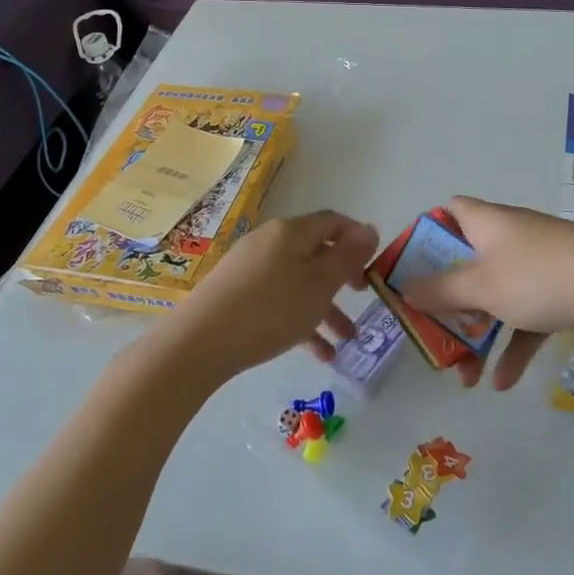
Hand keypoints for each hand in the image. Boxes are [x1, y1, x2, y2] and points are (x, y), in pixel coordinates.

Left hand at [144, 210, 378, 386]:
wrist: (198, 343)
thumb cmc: (269, 310)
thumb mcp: (319, 285)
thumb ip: (347, 257)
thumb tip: (370, 228)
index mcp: (291, 232)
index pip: (333, 222)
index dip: (357, 239)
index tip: (375, 265)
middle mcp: (270, 241)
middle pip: (315, 253)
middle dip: (342, 278)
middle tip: (362, 298)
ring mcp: (249, 266)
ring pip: (298, 281)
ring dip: (325, 308)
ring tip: (345, 341)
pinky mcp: (235, 292)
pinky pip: (278, 299)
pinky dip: (299, 319)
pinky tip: (317, 353)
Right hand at [401, 196, 573, 389]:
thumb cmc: (540, 277)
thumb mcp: (481, 286)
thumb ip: (440, 290)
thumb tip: (405, 289)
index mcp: (487, 223)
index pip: (448, 212)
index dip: (426, 235)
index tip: (412, 271)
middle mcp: (510, 236)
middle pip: (467, 263)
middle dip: (448, 303)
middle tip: (433, 334)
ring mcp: (538, 263)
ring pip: (495, 296)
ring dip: (478, 333)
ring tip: (465, 376)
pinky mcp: (561, 288)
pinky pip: (526, 315)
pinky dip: (514, 344)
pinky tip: (503, 383)